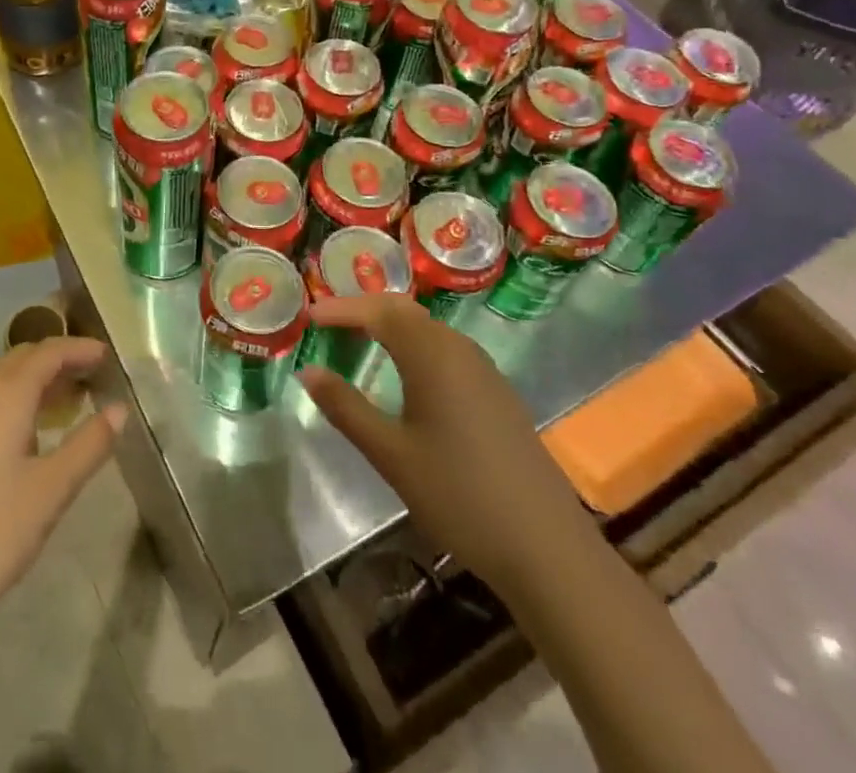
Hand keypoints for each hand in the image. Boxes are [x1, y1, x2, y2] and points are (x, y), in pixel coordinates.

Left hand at [0, 338, 124, 644]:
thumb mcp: (50, 492)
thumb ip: (88, 445)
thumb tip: (119, 410)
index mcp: (2, 395)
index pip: (47, 352)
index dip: (78, 349)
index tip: (107, 355)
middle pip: (20, 360)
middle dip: (56, 361)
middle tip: (91, 376)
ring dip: (33, 383)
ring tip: (66, 404)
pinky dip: (12, 404)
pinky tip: (25, 438)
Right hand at [298, 295, 588, 588]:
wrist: (547, 547)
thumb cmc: (459, 495)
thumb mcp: (391, 454)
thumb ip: (346, 408)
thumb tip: (308, 372)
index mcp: (431, 355)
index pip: (378, 311)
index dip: (340, 309)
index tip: (307, 316)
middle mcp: (458, 349)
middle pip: (404, 310)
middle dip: (364, 309)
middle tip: (328, 322)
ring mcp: (483, 370)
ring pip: (428, 327)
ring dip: (390, 324)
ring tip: (358, 339)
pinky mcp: (496, 392)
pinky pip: (445, 348)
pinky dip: (414, 344)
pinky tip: (405, 372)